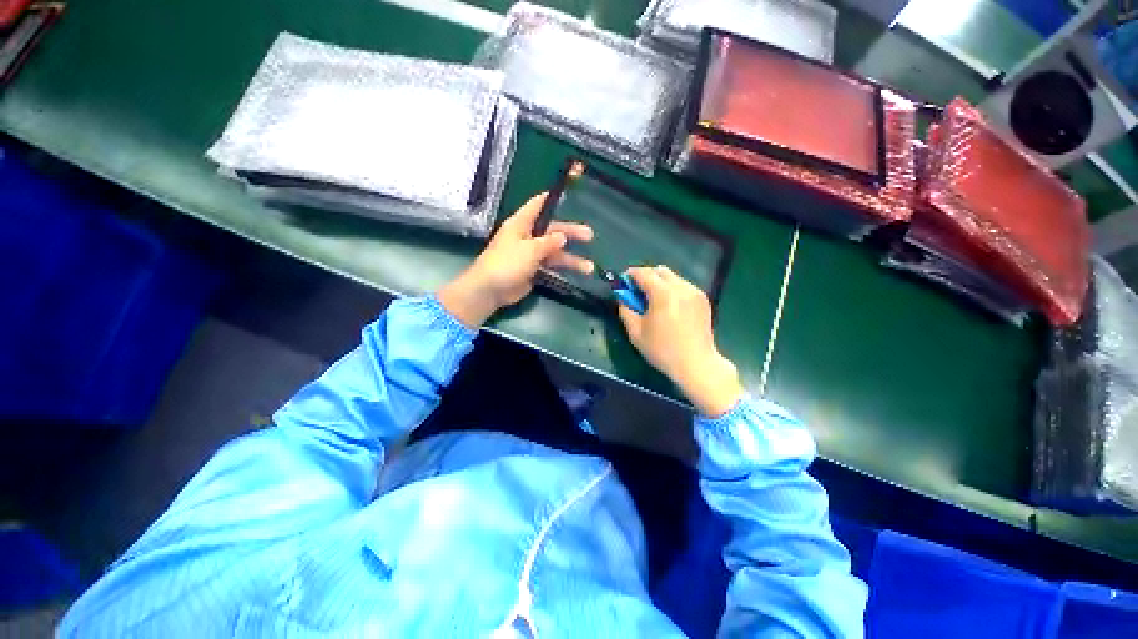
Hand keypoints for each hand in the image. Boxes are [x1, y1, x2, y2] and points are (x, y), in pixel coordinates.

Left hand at [438, 193, 593, 327]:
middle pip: (552, 231)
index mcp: (521, 224)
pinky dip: (563, 270)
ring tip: (589, 266)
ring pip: (554, 252)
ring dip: (571, 259)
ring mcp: (530, 255)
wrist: (490, 290)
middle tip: (590, 235)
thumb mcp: (529, 249)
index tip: (569, 195)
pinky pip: (551, 267)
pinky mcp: (533, 270)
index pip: (537, 205)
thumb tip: (562, 237)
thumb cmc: (506, 263)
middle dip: (571, 233)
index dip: (551, 199)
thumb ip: (548, 242)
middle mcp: (527, 237)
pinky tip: (576, 274)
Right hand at [618, 266, 743, 416]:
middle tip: (638, 291)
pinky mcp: (703, 299)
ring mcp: (694, 292)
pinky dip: (672, 289)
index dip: (631, 274)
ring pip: (673, 277)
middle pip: (660, 270)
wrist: (696, 364)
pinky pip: (683, 285)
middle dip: (646, 276)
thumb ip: (626, 310)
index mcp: (663, 294)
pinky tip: (670, 306)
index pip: (643, 273)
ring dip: (660, 282)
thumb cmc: (662, 350)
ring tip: (654, 300)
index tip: (623, 282)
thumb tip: (622, 298)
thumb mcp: (636, 333)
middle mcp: (681, 287)